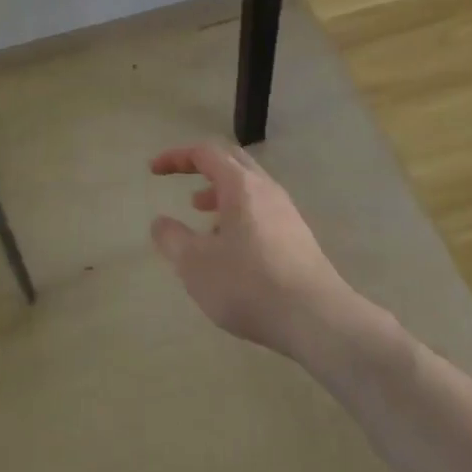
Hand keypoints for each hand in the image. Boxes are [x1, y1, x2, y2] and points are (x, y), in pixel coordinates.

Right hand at [149, 142, 359, 359]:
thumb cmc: (249, 284)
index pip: (205, 153)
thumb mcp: (196, 265)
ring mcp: (286, 212)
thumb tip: (160, 222)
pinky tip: (232, 251)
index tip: (154, 169)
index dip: (176, 157)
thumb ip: (172, 239)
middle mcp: (266, 189)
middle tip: (182, 183)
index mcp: (240, 185)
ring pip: (249, 188)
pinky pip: (262, 211)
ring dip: (221, 195)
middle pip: (232, 161)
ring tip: (203, 221)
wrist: (316, 318)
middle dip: (203, 168)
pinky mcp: (298, 237)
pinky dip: (239, 216)